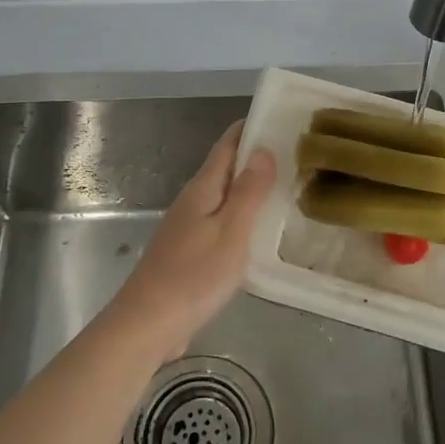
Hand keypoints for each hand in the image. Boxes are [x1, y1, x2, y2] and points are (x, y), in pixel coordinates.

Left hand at [109, 122, 275, 359]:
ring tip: (287, 189)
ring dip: (251, 189)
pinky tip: (260, 232)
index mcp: (203, 188)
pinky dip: (242, 217)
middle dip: (257, 158)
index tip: (281, 119)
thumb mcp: (231, 231)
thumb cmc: (193, 275)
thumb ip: (248, 191)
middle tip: (297, 156)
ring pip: (224, 197)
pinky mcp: (189, 252)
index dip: (250, 128)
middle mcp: (193, 201)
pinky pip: (221, 222)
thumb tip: (262, 149)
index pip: (228, 145)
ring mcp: (188, 227)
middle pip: (226, 169)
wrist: (147, 324)